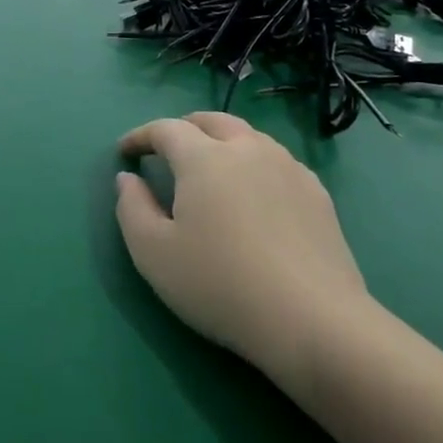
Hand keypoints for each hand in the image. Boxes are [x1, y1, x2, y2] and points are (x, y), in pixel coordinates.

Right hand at [115, 113, 369, 384]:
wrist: (313, 321)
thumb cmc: (221, 285)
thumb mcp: (153, 254)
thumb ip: (132, 208)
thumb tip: (128, 179)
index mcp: (204, 158)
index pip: (166, 129)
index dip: (141, 136)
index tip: (125, 152)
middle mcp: (248, 150)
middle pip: (212, 121)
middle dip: (184, 128)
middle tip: (167, 149)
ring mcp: (288, 168)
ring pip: (248, 137)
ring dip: (221, 142)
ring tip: (210, 168)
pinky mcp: (317, 193)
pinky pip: (276, 161)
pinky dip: (253, 163)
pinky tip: (253, 193)